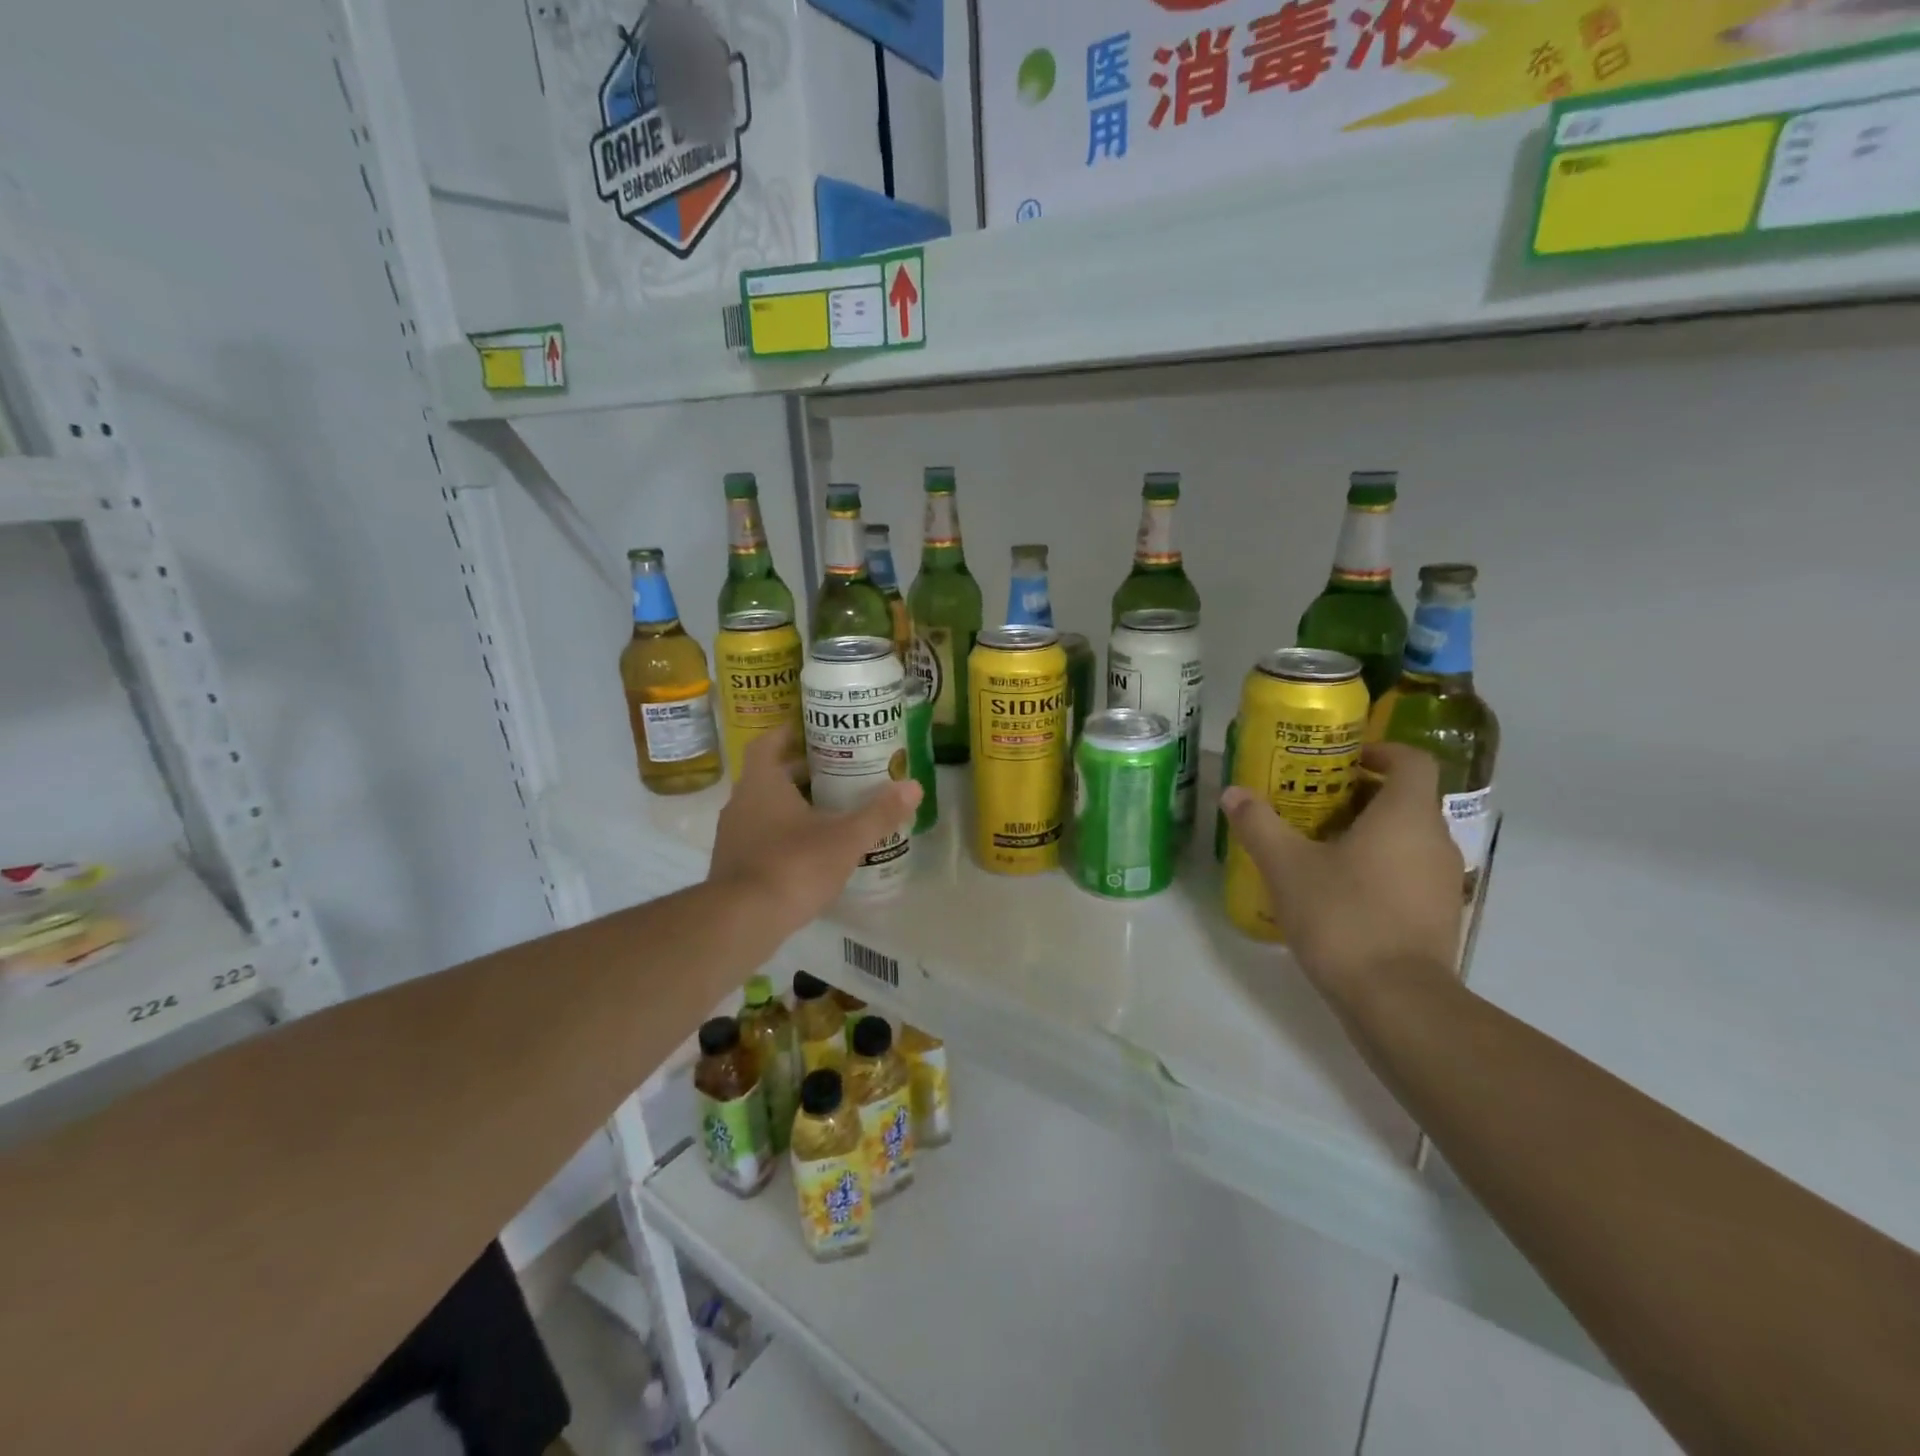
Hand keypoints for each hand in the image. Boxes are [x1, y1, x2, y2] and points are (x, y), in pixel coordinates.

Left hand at [708, 726, 920, 932]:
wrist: (741, 922)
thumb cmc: (793, 865)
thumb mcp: (845, 838)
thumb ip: (879, 813)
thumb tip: (914, 786)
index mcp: (762, 783)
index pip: (768, 744)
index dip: (787, 733)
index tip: (811, 730)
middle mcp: (741, 803)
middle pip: (769, 776)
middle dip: (800, 771)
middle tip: (836, 770)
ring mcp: (733, 836)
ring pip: (764, 808)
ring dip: (792, 805)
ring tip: (829, 810)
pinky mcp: (733, 866)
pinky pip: (760, 837)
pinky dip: (783, 835)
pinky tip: (810, 850)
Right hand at [1220, 742, 1461, 999]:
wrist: (1397, 1000)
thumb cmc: (1343, 916)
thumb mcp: (1286, 866)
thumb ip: (1259, 824)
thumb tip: (1233, 793)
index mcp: (1406, 816)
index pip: (1411, 760)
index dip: (1379, 752)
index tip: (1342, 762)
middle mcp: (1435, 841)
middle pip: (1405, 800)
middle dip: (1360, 796)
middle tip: (1312, 805)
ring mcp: (1444, 882)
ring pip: (1407, 840)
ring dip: (1368, 835)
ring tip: (1319, 849)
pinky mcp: (1440, 917)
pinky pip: (1409, 874)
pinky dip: (1379, 870)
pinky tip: (1338, 892)